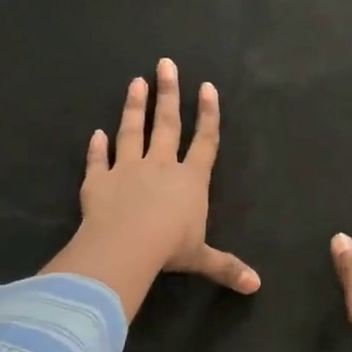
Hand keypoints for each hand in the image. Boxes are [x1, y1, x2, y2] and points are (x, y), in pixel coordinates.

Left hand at [41, 59, 259, 318]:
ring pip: (131, 132)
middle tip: (166, 64)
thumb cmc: (170, 248)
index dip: (208, 115)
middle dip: (169, 94)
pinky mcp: (98, 181)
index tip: (207, 87)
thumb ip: (226, 267)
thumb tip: (256, 286)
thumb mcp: (202, 259)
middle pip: (167, 124)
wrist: (126, 245)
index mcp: (190, 180)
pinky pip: (97, 160)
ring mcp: (127, 169)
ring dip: (134, 107)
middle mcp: (160, 166)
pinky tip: (95, 133)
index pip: (204, 141)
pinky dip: (95, 147)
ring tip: (136, 82)